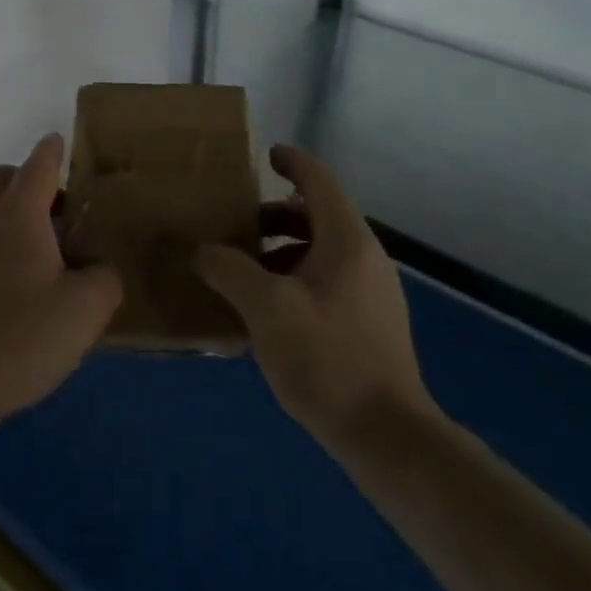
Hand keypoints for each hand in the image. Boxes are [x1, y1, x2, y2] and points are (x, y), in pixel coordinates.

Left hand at [0, 134, 121, 435]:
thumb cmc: (20, 336)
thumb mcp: (85, 309)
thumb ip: (104, 278)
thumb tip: (97, 271)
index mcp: (18, 213)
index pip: (38, 163)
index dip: (55, 150)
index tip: (65, 143)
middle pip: (2, 178)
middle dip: (30, 181)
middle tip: (62, 211)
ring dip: (17, 217)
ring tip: (51, 254)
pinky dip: (3, 247)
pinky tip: (25, 287)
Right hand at [195, 145, 441, 451]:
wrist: (387, 436)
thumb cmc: (327, 358)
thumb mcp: (266, 308)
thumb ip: (229, 270)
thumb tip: (202, 251)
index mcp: (347, 241)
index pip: (320, 182)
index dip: (293, 162)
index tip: (266, 155)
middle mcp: (365, 258)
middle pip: (317, 217)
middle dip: (274, 216)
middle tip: (236, 226)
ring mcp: (372, 293)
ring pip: (321, 252)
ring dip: (282, 251)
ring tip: (243, 271)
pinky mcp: (370, 325)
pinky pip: (327, 281)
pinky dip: (295, 278)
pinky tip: (267, 311)